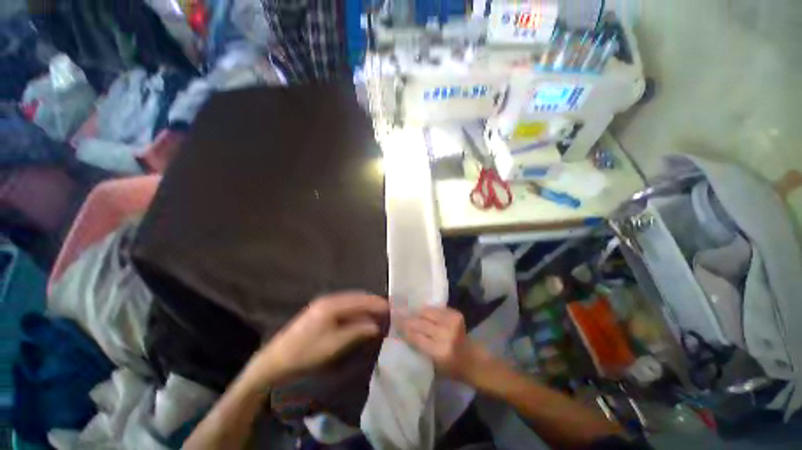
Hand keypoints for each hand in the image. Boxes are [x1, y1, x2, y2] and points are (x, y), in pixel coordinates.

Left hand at [246, 293, 388, 385]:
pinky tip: (360, 316)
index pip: (361, 300)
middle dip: (372, 302)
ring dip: (365, 306)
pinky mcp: (320, 310)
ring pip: (351, 300)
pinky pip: (344, 306)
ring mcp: (323, 303)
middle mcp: (329, 299)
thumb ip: (357, 332)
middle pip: (357, 297)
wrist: (276, 360)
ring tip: (378, 312)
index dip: (377, 304)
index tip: (392, 308)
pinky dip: (355, 310)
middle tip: (388, 309)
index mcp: (332, 305)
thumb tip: (376, 326)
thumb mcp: (334, 345)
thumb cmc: (306, 353)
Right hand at [401, 307, 490, 382]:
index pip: (416, 337)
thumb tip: (404, 332)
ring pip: (427, 312)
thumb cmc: (451, 368)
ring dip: (417, 312)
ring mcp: (452, 322)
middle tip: (397, 313)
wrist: (473, 360)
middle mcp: (446, 335)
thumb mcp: (433, 365)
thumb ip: (419, 348)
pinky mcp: (456, 314)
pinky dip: (428, 310)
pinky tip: (422, 311)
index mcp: (439, 351)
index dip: (404, 329)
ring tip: (408, 310)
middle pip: (420, 323)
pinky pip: (437, 309)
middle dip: (407, 318)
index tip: (394, 322)